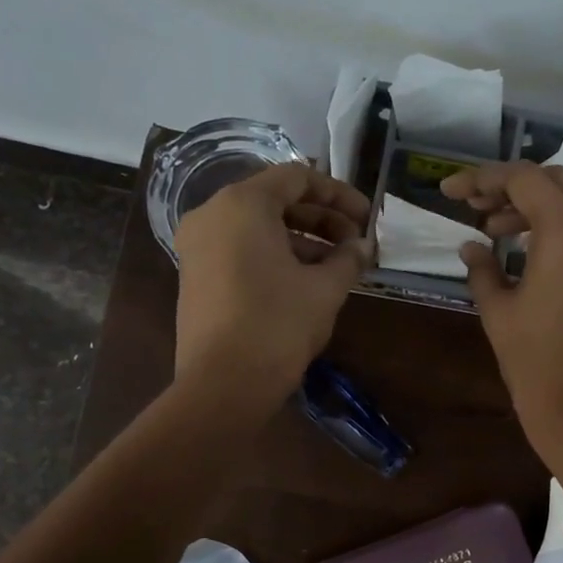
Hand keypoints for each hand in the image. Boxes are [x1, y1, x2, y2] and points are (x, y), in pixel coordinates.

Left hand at [174, 163, 371, 407]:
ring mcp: (198, 246)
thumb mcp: (324, 289)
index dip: (338, 194)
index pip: (297, 178)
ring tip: (338, 267)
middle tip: (356, 243)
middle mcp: (212, 214)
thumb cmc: (278, 325)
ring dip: (301, 240)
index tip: (366, 217)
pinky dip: (275, 256)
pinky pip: (241, 250)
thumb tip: (363, 246)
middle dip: (321, 219)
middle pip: (275, 200)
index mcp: (242, 204)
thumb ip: (348, 259)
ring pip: (258, 228)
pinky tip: (306, 281)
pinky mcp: (195, 275)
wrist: (223, 384)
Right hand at [440, 161, 562, 489]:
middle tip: (476, 209)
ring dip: (537, 209)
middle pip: (556, 182)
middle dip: (512, 188)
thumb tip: (472, 247)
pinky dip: (560, 231)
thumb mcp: (499, 314)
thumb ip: (483, 270)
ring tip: (496, 232)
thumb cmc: (536, 365)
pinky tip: (531, 256)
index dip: (483, 178)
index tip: (451, 192)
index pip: (524, 179)